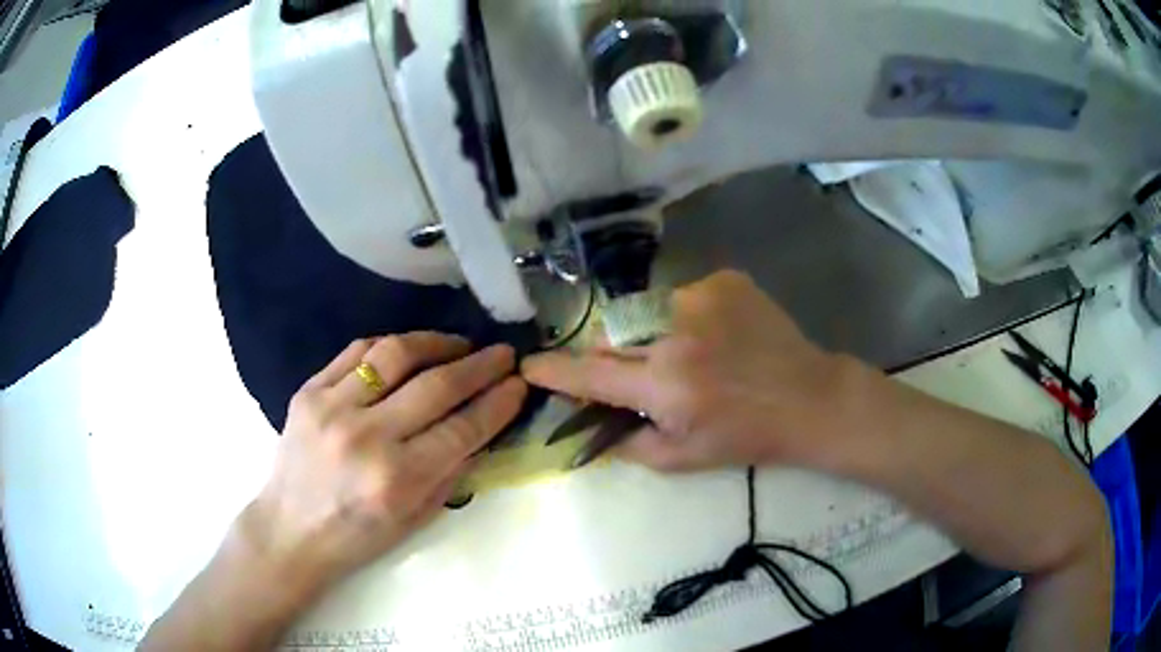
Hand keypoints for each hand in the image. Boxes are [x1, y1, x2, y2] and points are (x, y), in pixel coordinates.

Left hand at [241, 333, 526, 593]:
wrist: (290, 529)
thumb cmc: (358, 536)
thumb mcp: (416, 519)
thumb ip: (452, 472)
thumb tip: (481, 427)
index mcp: (397, 479)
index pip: (462, 427)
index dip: (497, 402)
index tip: (519, 382)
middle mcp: (366, 437)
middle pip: (436, 385)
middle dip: (479, 366)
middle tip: (502, 354)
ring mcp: (332, 408)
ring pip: (395, 354)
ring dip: (436, 343)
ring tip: (459, 344)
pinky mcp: (308, 391)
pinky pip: (357, 352)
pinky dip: (391, 345)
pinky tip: (410, 350)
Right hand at [522, 270, 856, 470]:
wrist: (807, 398)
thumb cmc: (745, 436)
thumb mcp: (680, 458)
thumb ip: (626, 443)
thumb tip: (590, 424)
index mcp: (664, 385)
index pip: (591, 375)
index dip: (555, 372)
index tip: (529, 366)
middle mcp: (675, 334)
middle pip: (610, 336)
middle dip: (610, 356)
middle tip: (640, 375)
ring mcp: (702, 298)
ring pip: (644, 312)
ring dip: (650, 335)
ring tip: (690, 355)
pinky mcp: (724, 281)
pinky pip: (680, 296)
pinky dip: (684, 317)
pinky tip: (715, 336)